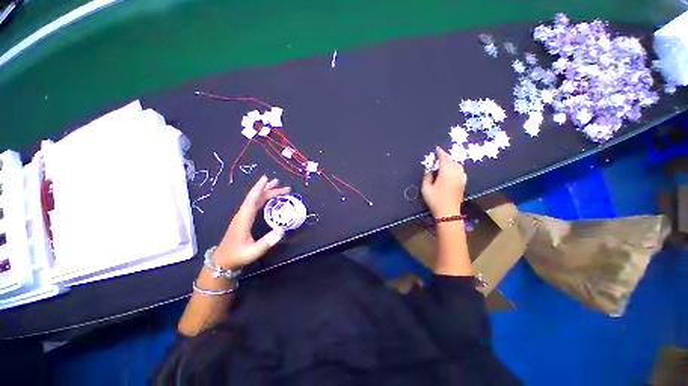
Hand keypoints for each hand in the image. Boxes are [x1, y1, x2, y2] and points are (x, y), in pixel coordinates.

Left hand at [212, 175, 290, 268]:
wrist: (222, 261)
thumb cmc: (237, 256)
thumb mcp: (253, 252)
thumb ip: (267, 242)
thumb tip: (282, 231)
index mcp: (243, 219)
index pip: (251, 200)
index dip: (258, 189)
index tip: (266, 179)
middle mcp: (242, 214)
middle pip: (256, 198)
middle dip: (269, 189)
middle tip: (283, 186)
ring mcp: (243, 216)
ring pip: (255, 200)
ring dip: (266, 192)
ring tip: (277, 186)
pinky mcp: (244, 219)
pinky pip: (254, 204)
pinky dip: (262, 198)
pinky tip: (269, 198)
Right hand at [421, 146, 466, 216]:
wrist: (448, 212)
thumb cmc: (435, 200)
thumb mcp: (426, 188)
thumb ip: (427, 177)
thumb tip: (428, 169)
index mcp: (446, 173)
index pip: (444, 159)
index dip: (440, 153)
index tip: (436, 149)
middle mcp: (455, 173)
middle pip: (452, 161)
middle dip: (446, 156)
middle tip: (440, 154)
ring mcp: (460, 178)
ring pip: (457, 165)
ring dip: (452, 161)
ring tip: (446, 160)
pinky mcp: (462, 183)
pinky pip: (461, 171)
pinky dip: (456, 167)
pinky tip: (454, 169)